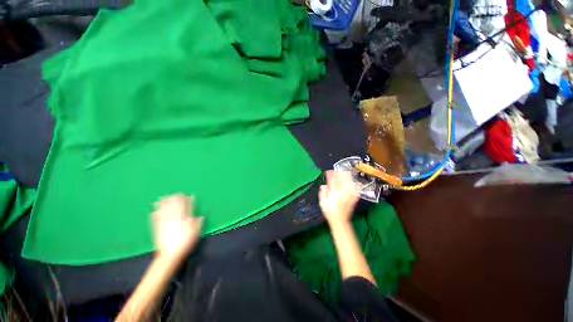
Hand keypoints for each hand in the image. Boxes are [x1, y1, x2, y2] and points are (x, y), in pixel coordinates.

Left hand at [152, 194, 202, 259]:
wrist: (170, 255)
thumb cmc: (185, 243)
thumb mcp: (196, 233)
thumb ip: (198, 224)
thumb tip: (201, 217)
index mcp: (184, 220)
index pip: (186, 208)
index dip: (187, 201)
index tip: (189, 195)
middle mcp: (174, 220)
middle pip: (174, 207)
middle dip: (175, 200)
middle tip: (176, 194)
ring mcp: (165, 224)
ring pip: (164, 211)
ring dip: (164, 204)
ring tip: (163, 197)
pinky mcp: (158, 230)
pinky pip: (156, 220)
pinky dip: (155, 215)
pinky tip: (153, 211)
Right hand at [319, 171, 360, 225]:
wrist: (340, 221)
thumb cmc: (329, 211)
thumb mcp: (322, 202)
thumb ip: (323, 192)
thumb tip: (324, 185)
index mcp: (334, 193)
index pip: (332, 181)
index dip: (331, 175)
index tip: (329, 171)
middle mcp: (342, 193)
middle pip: (342, 180)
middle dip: (340, 173)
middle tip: (338, 170)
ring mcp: (349, 196)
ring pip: (350, 183)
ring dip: (348, 177)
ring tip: (346, 172)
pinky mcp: (353, 199)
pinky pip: (356, 191)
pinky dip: (356, 186)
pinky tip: (356, 183)